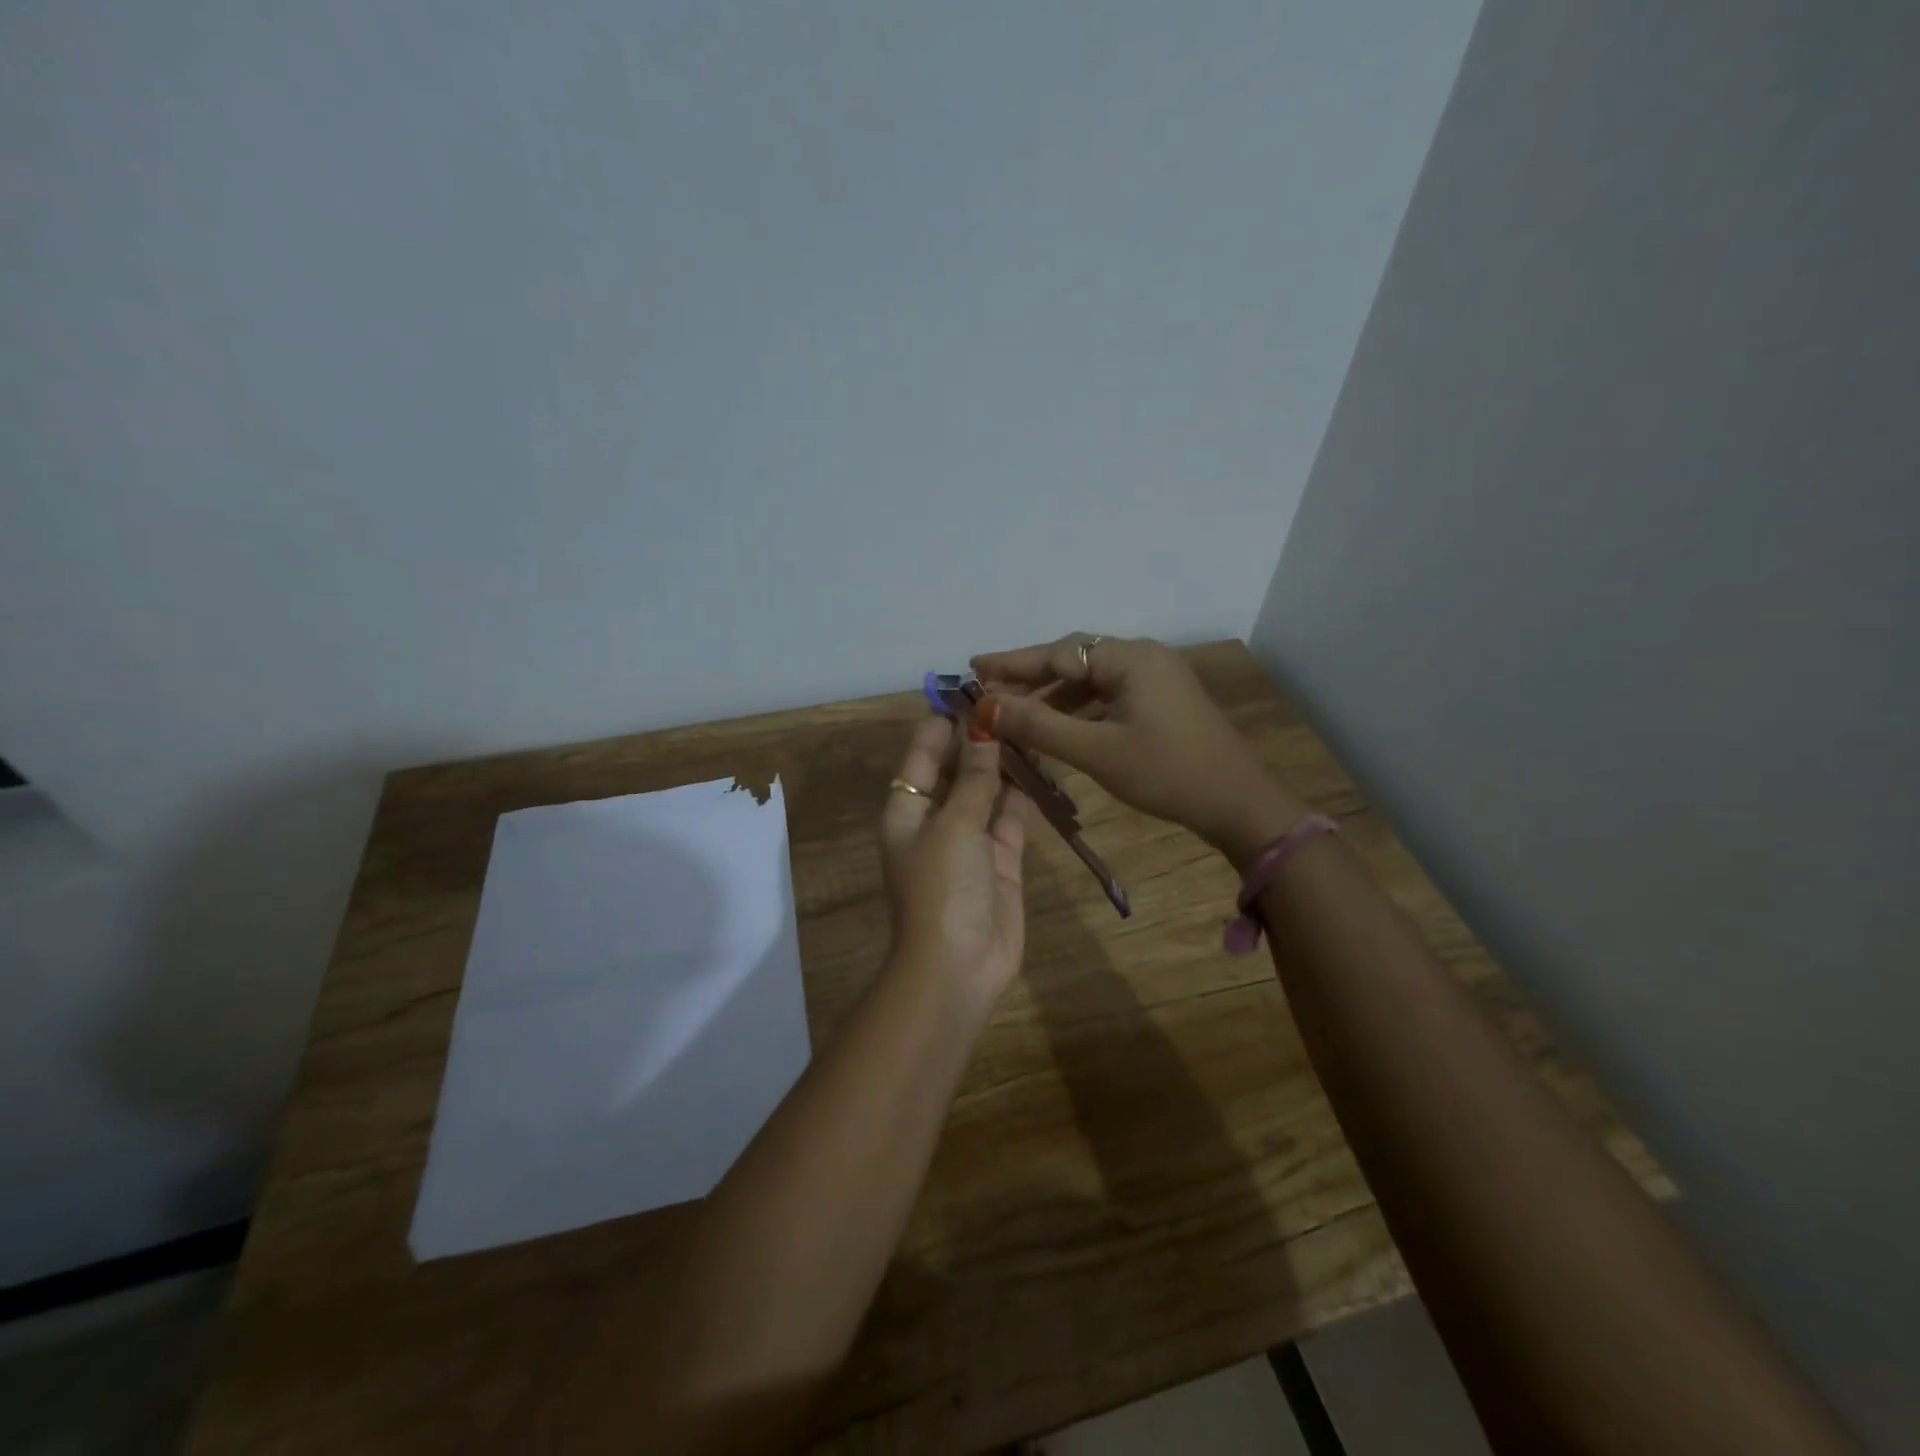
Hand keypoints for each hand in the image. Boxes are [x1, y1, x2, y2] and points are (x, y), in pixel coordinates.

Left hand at [879, 715, 1030, 1004]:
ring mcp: (971, 842)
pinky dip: (1024, 795)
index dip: (943, 723)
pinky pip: (1012, 818)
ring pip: (989, 791)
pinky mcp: (1002, 861)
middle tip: (1016, 701)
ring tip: (1034, 724)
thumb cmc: (942, 888)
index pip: (922, 755)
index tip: (973, 690)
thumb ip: (974, 777)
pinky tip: (1044, 765)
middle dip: (981, 740)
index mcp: (907, 810)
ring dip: (1007, 764)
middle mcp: (936, 821)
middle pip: (959, 770)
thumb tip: (984, 727)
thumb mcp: (954, 825)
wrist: (957, 968)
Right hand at [971, 635, 1306, 868]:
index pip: (1057, 652)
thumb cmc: (1166, 773)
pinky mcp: (1162, 700)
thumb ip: (1039, 725)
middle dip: (1030, 677)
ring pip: (1091, 679)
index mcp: (1130, 658)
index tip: (973, 669)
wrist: (1238, 804)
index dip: (1012, 663)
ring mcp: (1156, 678)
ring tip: (1015, 714)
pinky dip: (1079, 709)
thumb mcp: (1096, 751)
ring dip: (1053, 696)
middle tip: (989, 692)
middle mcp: (1143, 656)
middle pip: (1074, 660)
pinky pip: (1109, 695)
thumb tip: (986, 708)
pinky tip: (1058, 727)